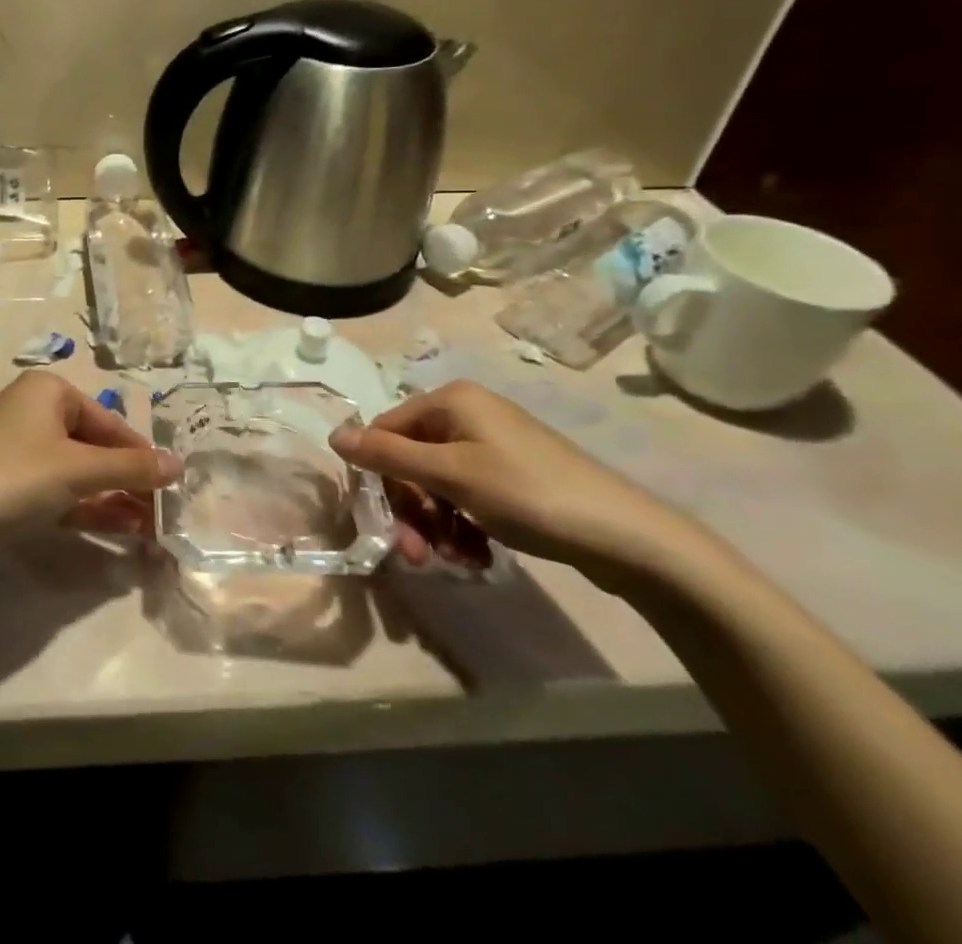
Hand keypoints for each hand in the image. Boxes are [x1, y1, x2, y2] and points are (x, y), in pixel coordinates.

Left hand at [0, 372, 180, 552]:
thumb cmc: (16, 475)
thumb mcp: (79, 470)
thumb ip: (131, 468)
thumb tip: (180, 465)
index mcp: (49, 390)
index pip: (109, 421)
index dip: (141, 454)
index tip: (170, 487)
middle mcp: (33, 411)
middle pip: (94, 446)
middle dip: (127, 481)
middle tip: (160, 515)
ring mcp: (17, 448)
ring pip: (77, 472)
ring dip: (111, 498)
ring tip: (147, 530)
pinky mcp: (6, 483)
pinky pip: (56, 490)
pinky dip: (84, 507)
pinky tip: (116, 530)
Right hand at [330, 380, 699, 585]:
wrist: (628, 536)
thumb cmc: (528, 494)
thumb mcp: (450, 475)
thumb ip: (388, 455)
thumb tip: (333, 434)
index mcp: (450, 400)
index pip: (386, 431)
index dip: (380, 477)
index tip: (388, 525)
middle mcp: (467, 414)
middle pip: (411, 460)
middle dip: (411, 509)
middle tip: (418, 555)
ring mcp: (492, 445)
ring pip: (437, 483)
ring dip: (435, 524)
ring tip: (453, 560)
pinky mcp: (512, 475)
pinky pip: (467, 495)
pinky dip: (462, 525)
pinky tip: (474, 555)